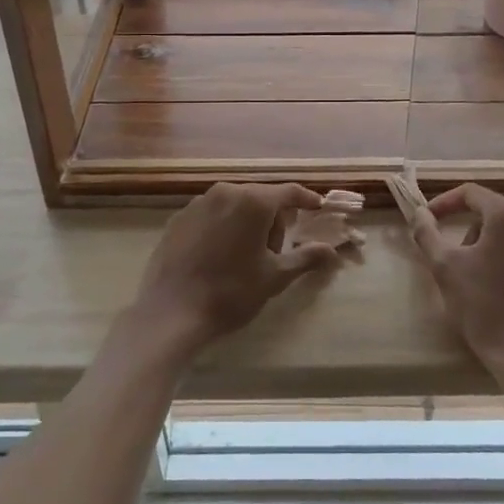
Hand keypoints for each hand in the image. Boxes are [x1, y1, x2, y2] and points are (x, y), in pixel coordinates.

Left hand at [132, 182, 341, 353]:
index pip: (289, 192)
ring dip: (247, 222)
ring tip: (245, 258)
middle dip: (273, 219)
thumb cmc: (231, 293)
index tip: (318, 208)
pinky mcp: (179, 217)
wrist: (171, 311)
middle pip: (261, 197)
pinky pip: (212, 214)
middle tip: (275, 253)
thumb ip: (306, 257)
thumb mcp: (275, 277)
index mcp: (253, 201)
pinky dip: (223, 227)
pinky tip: (218, 256)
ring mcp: (199, 202)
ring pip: (235, 205)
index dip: (307, 199)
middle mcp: (226, 191)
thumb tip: (332, 251)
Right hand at [408, 183, 503, 369]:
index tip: (429, 220)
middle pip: (495, 215)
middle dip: (471, 232)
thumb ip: (427, 233)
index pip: (471, 193)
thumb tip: (420, 214)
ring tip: (481, 281)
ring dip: (495, 250)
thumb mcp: (445, 267)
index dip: (446, 203)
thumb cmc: (484, 306)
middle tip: (456, 260)